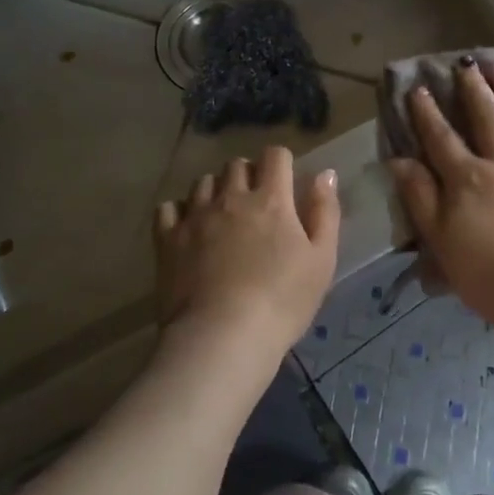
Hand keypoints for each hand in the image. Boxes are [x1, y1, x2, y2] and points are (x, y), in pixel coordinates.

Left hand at [154, 147, 339, 362]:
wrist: (222, 338)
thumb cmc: (282, 301)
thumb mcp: (322, 260)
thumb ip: (324, 212)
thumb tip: (325, 174)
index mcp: (271, 200)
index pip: (275, 156)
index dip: (281, 162)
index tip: (285, 180)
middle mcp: (231, 197)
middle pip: (237, 164)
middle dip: (248, 174)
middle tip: (255, 201)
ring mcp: (196, 216)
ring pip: (203, 182)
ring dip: (216, 190)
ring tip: (222, 214)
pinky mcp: (168, 238)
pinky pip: (169, 207)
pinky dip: (179, 211)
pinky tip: (188, 227)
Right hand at [385, 58, 493, 337]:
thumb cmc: (487, 276)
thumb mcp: (441, 241)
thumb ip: (420, 197)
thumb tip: (399, 160)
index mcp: (469, 179)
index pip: (442, 137)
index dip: (428, 112)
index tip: (419, 88)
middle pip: (488, 118)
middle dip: (474, 89)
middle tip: (467, 64)